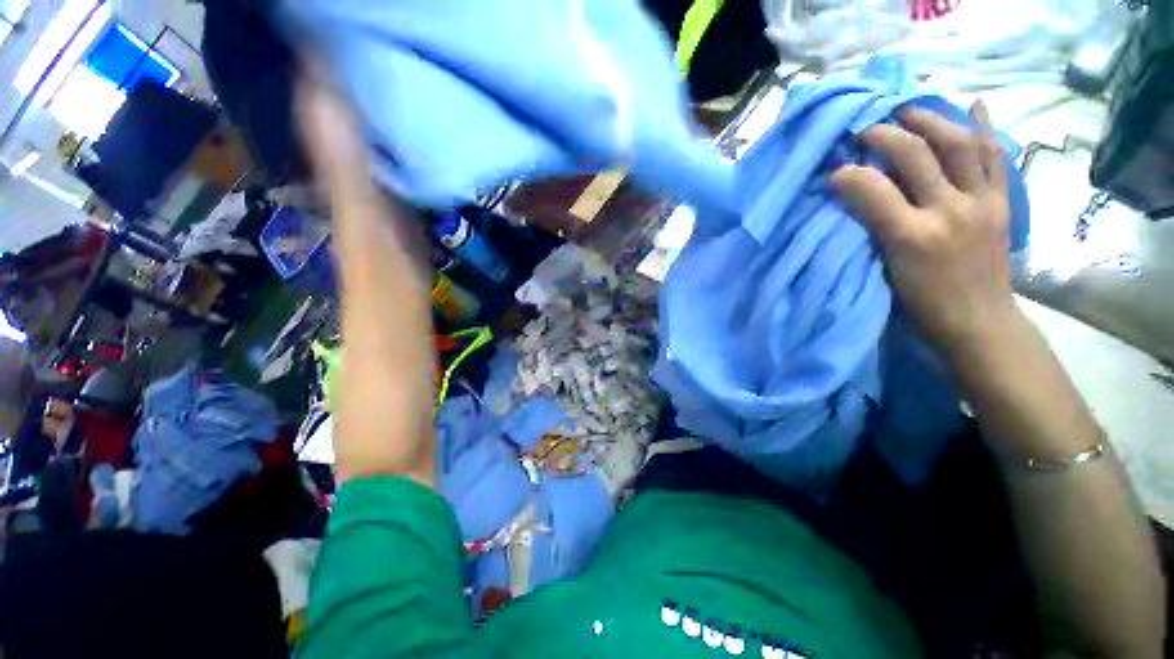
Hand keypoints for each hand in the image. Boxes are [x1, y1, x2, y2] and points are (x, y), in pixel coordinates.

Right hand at [832, 101, 1016, 359]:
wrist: (978, 322)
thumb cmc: (920, 304)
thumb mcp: (882, 271)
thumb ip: (868, 229)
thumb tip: (849, 196)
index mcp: (912, 236)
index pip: (873, 189)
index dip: (848, 174)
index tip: (832, 171)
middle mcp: (951, 210)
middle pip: (917, 154)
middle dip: (886, 134)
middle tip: (867, 129)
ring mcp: (982, 203)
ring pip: (960, 144)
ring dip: (932, 120)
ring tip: (910, 111)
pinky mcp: (1003, 202)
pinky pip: (996, 156)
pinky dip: (985, 127)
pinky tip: (973, 105)